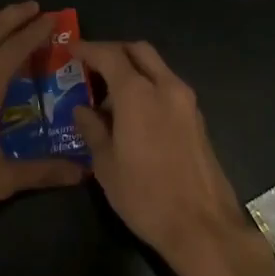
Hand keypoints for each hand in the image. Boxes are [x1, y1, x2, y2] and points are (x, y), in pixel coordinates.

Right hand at [74, 40, 250, 271]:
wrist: (203, 227)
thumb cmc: (146, 196)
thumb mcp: (106, 165)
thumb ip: (92, 130)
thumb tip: (82, 110)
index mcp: (138, 94)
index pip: (110, 55)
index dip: (88, 49)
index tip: (71, 49)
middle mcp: (166, 87)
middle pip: (139, 51)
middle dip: (114, 51)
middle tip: (92, 66)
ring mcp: (187, 101)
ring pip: (157, 67)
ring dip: (133, 70)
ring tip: (110, 97)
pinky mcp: (197, 118)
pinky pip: (168, 86)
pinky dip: (148, 86)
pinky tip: (134, 114)